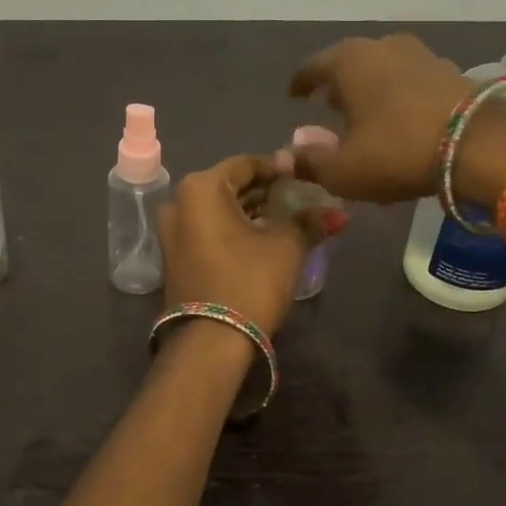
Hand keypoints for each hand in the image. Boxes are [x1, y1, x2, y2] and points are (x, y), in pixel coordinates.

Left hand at [158, 156, 326, 336]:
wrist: (211, 341)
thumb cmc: (249, 280)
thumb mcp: (286, 246)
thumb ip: (308, 221)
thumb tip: (333, 212)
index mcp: (201, 188)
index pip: (246, 164)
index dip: (279, 169)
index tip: (306, 175)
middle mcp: (178, 202)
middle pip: (230, 186)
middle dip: (266, 191)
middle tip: (301, 198)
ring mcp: (172, 231)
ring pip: (219, 210)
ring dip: (252, 212)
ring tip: (288, 219)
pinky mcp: (175, 256)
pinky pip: (209, 230)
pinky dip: (235, 229)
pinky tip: (264, 238)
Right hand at [286, 34, 505, 205]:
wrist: (479, 146)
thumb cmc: (396, 152)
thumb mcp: (342, 170)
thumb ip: (309, 162)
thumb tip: (289, 153)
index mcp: (348, 62)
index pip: (312, 67)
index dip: (300, 83)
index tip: (293, 96)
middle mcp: (382, 47)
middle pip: (349, 64)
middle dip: (336, 85)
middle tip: (328, 106)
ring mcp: (421, 55)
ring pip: (383, 70)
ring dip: (370, 89)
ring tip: (364, 113)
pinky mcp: (451, 72)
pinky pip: (410, 81)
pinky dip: (398, 96)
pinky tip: (399, 118)